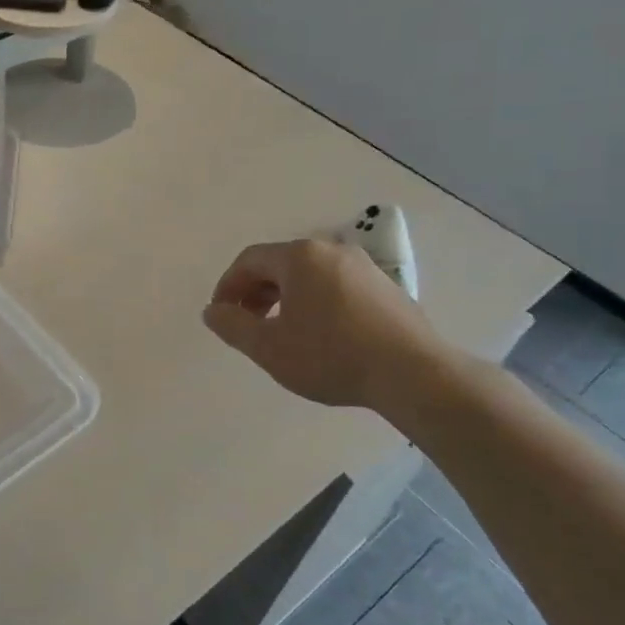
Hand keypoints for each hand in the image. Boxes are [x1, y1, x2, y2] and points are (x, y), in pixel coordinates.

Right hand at [202, 237, 450, 413]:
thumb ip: (232, 325)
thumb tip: (212, 310)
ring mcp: (363, 267)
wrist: (412, 373)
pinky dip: (315, 302)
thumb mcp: (268, 347)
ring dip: (284, 298)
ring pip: (309, 275)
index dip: (228, 286)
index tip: (221, 315)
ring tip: (280, 331)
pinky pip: (335, 286)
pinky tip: (319, 334)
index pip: (249, 260)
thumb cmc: (331, 356)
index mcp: (299, 257)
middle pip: (279, 264)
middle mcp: (331, 250)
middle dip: (255, 292)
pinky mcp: (385, 287)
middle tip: (246, 324)